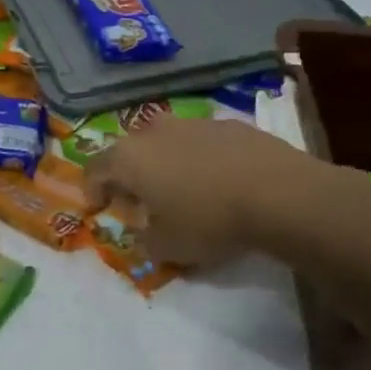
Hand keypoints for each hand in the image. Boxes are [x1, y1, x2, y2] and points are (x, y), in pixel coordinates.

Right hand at [84, 118, 357, 267]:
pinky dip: (197, 159)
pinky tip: (216, 182)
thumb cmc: (209, 221)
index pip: (94, 168)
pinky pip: (199, 143)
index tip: (98, 209)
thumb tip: (142, 233)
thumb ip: (143, 241)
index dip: (91, 189)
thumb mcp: (167, 247)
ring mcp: (192, 123)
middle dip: (128, 177)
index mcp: (129, 158)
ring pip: (165, 143)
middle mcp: (154, 132)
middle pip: (129, 152)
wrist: (279, 193)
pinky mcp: (228, 124)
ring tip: (180, 192)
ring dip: (164, 165)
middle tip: (140, 203)